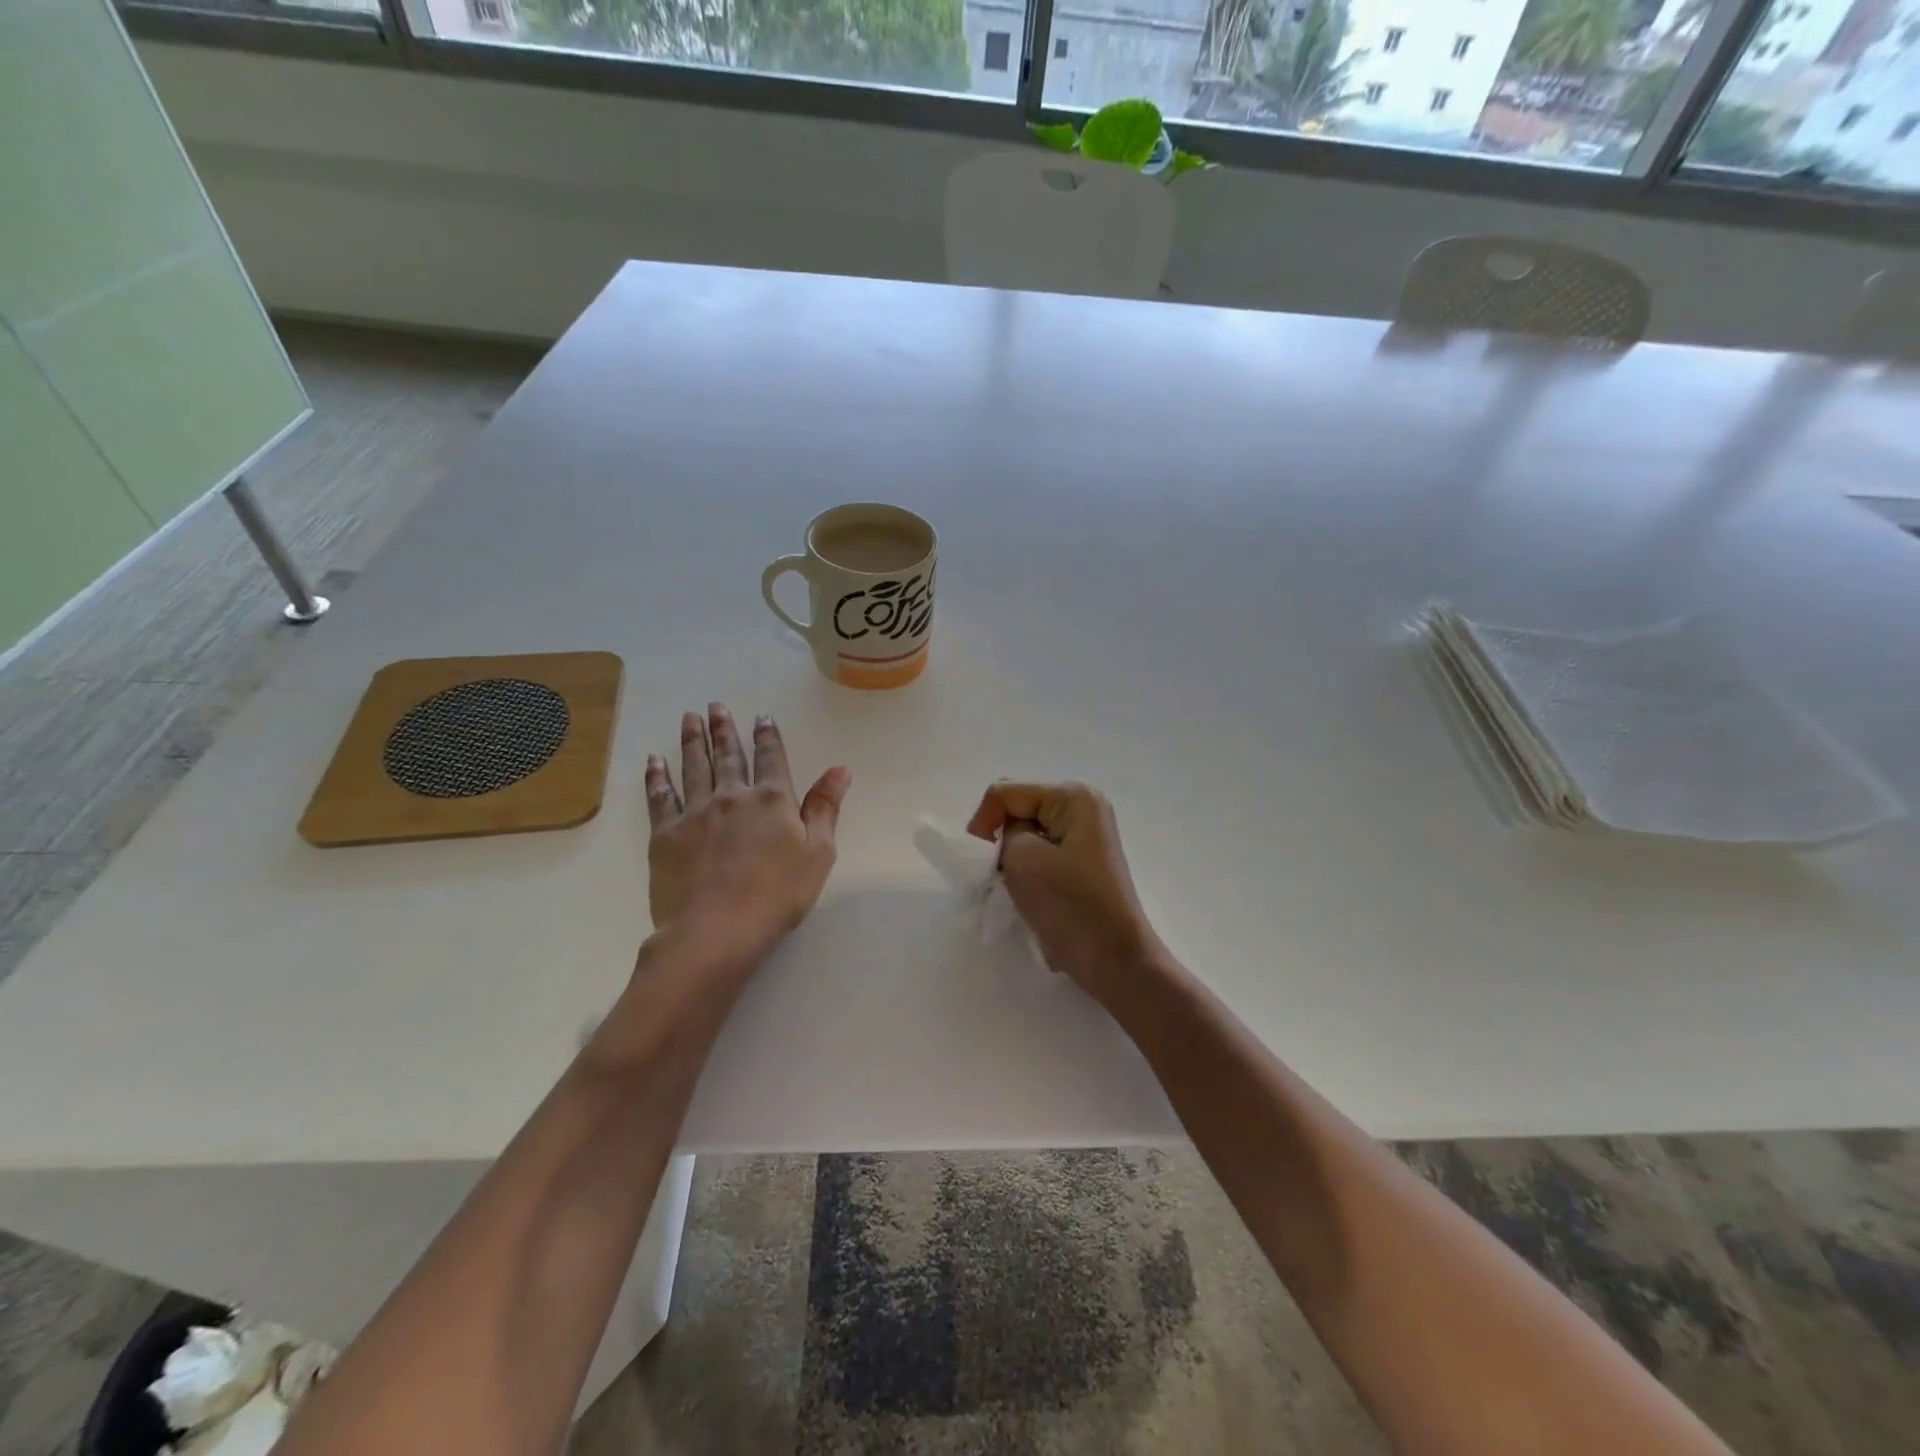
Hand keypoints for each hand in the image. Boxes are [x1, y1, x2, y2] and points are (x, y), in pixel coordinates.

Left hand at [645, 704, 850, 964]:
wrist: (715, 930)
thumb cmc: (777, 894)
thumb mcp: (818, 853)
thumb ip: (826, 807)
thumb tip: (840, 768)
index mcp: (771, 800)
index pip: (771, 758)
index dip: (767, 736)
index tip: (761, 717)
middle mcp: (732, 797)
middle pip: (729, 756)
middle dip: (724, 730)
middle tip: (715, 706)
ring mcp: (695, 813)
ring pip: (694, 768)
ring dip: (693, 741)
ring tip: (689, 718)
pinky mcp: (665, 834)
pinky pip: (660, 797)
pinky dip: (657, 776)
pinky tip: (654, 761)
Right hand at [966, 781, 1162, 1003]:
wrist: (1113, 959)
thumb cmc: (1069, 904)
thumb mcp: (1022, 857)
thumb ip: (1004, 829)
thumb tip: (1008, 835)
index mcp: (1074, 796)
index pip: (1006, 792)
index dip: (984, 822)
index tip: (982, 862)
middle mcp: (1083, 805)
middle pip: (1018, 806)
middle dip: (999, 835)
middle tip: (997, 872)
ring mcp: (1085, 833)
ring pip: (1026, 830)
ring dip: (1012, 854)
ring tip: (1013, 884)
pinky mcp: (1082, 859)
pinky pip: (1041, 848)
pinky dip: (1026, 866)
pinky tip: (1029, 890)